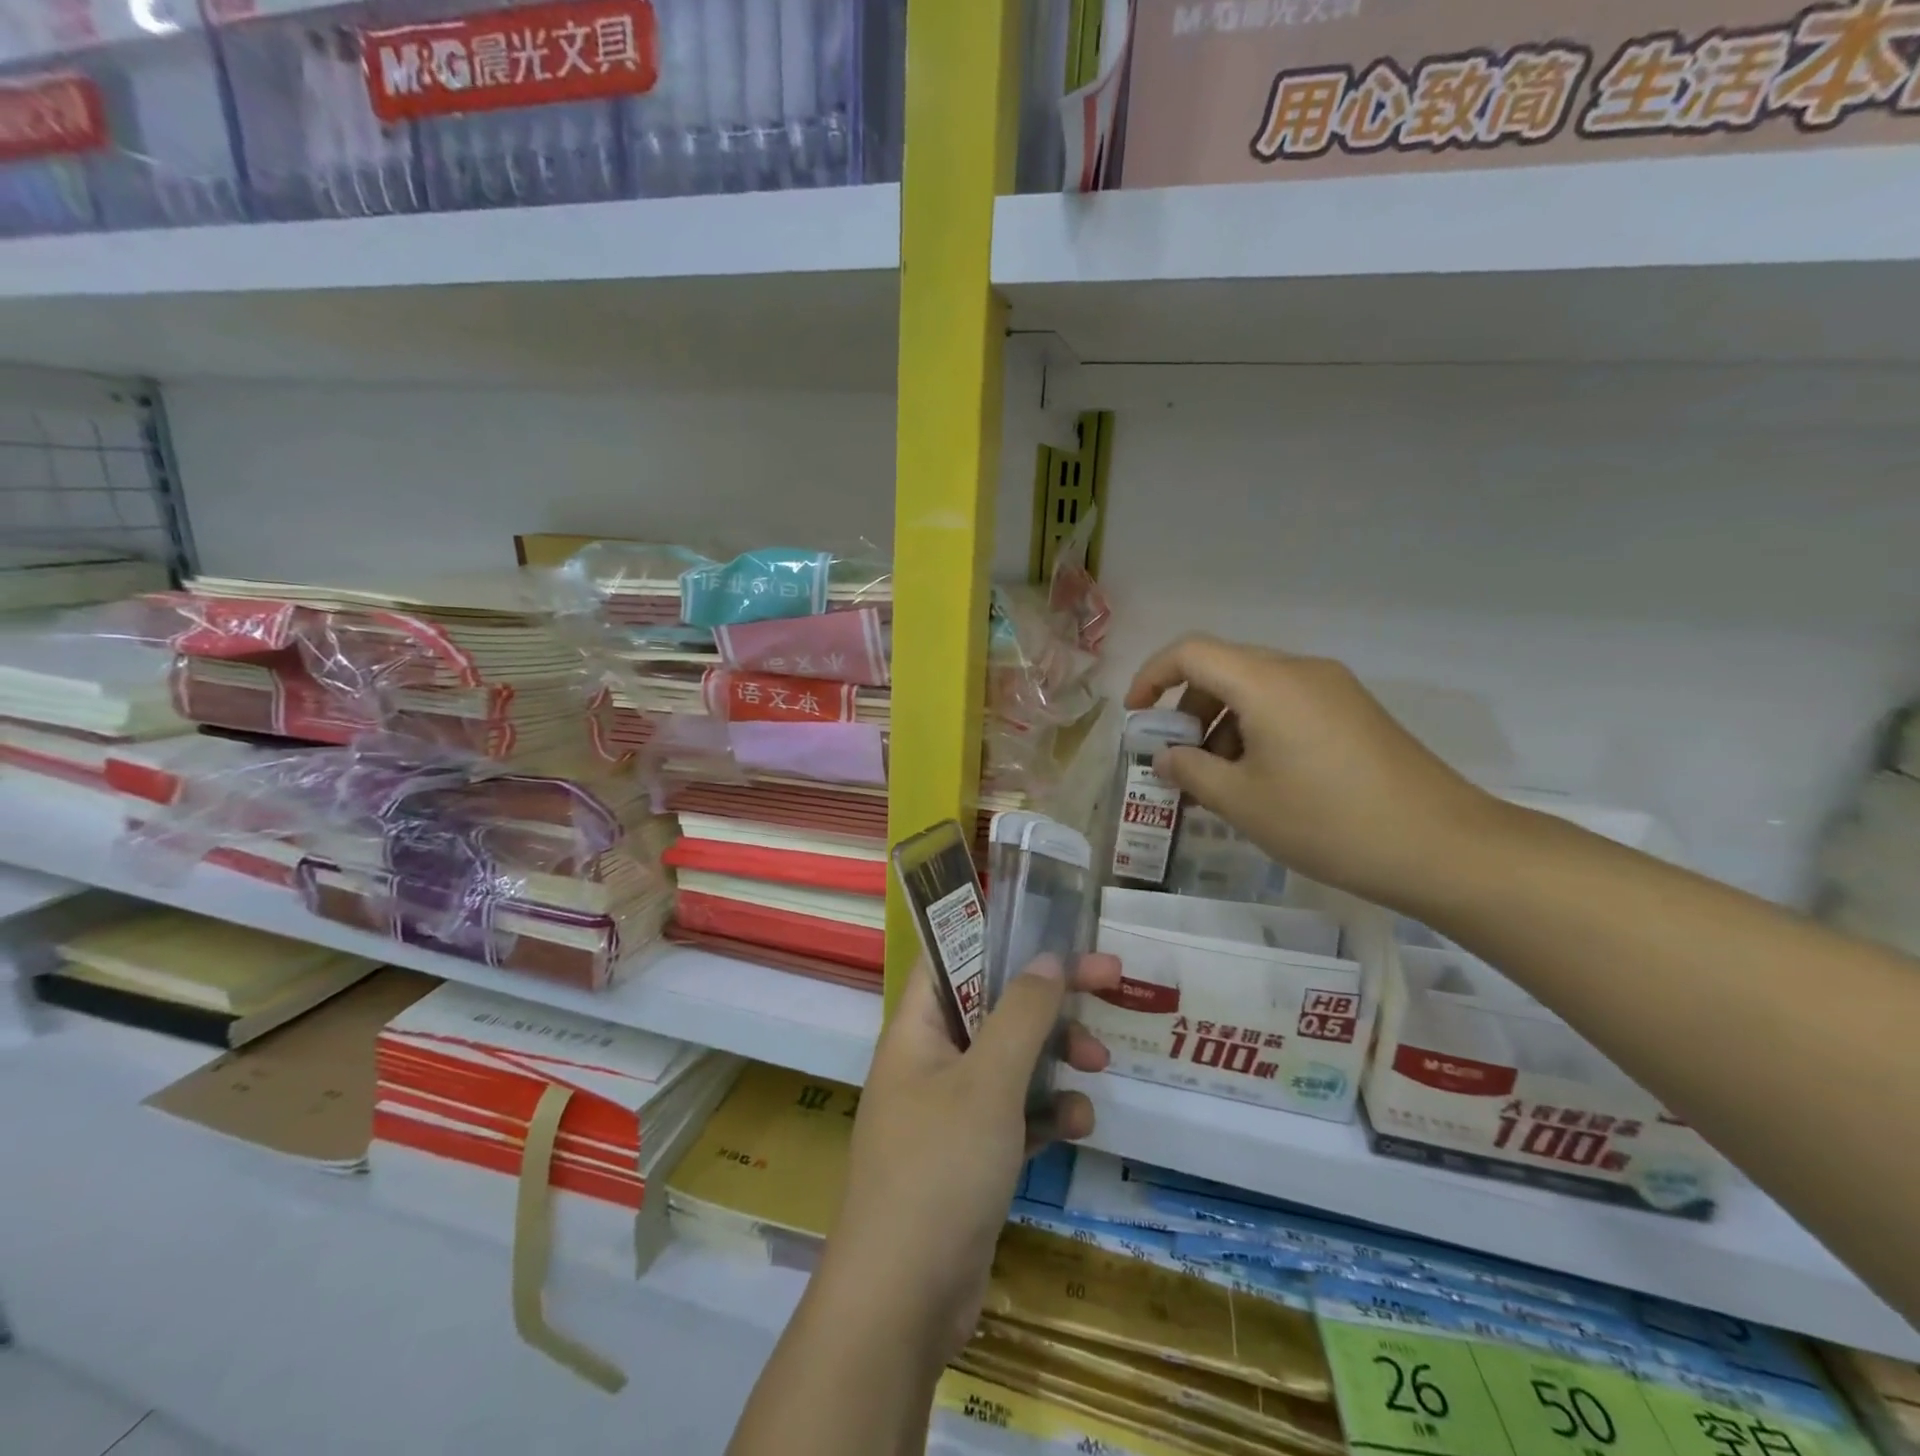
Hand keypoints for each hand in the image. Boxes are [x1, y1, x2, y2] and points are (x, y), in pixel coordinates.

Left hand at [819, 951, 1120, 1368]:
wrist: (903, 1303)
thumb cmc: (940, 1169)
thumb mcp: (988, 1082)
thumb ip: (1022, 1015)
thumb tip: (1049, 957)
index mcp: (917, 1028)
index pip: (952, 956)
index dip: (999, 936)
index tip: (1052, 930)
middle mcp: (930, 1060)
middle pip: (994, 1006)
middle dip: (1049, 997)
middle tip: (1109, 979)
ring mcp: (950, 1111)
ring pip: (1010, 1061)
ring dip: (1055, 1056)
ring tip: (1099, 1062)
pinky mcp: (971, 1156)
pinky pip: (1014, 1115)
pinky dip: (1046, 1114)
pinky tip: (1079, 1124)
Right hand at [1126, 635, 1500, 913]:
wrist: (1442, 846)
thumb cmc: (1327, 821)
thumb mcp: (1242, 802)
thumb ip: (1191, 772)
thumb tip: (1167, 757)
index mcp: (1266, 682)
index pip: (1190, 653)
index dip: (1151, 677)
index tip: (1136, 717)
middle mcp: (1299, 670)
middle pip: (1223, 668)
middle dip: (1188, 709)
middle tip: (1177, 759)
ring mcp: (1333, 689)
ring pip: (1256, 688)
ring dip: (1223, 723)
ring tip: (1218, 780)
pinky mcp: (1354, 712)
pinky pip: (1287, 704)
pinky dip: (1256, 729)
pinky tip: (1260, 779)